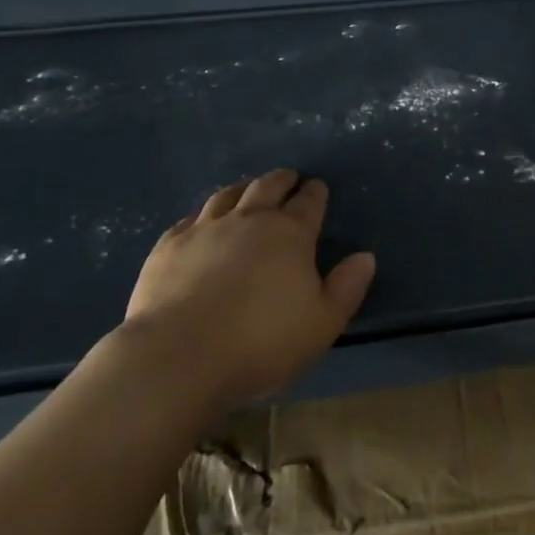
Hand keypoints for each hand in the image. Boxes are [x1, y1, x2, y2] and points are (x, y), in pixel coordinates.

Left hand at [124, 170, 375, 410]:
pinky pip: (190, 218)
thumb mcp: (322, 323)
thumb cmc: (261, 342)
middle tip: (289, 178)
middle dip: (283, 180)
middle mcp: (249, 219)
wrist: (179, 356)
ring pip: (228, 194)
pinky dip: (204, 214)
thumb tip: (365, 257)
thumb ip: (347, 288)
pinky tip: (202, 221)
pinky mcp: (169, 246)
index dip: (316, 192)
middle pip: (268, 187)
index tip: (318, 187)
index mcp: (290, 234)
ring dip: (244, 188)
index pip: (309, 202)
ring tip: (249, 188)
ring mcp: (205, 229)